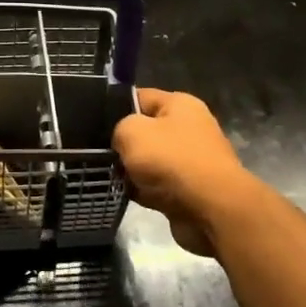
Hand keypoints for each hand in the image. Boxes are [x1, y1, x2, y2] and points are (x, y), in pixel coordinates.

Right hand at [113, 89, 254, 257]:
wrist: (211, 209)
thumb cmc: (171, 160)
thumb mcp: (131, 132)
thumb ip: (118, 129)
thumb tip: (121, 142)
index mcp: (180, 105)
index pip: (140, 97)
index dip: (115, 107)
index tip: (94, 124)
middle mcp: (189, 128)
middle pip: (145, 131)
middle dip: (123, 143)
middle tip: (99, 153)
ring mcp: (191, 160)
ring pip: (149, 161)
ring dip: (131, 170)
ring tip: (110, 176)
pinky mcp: (190, 189)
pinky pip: (157, 185)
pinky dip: (143, 190)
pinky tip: (126, 194)